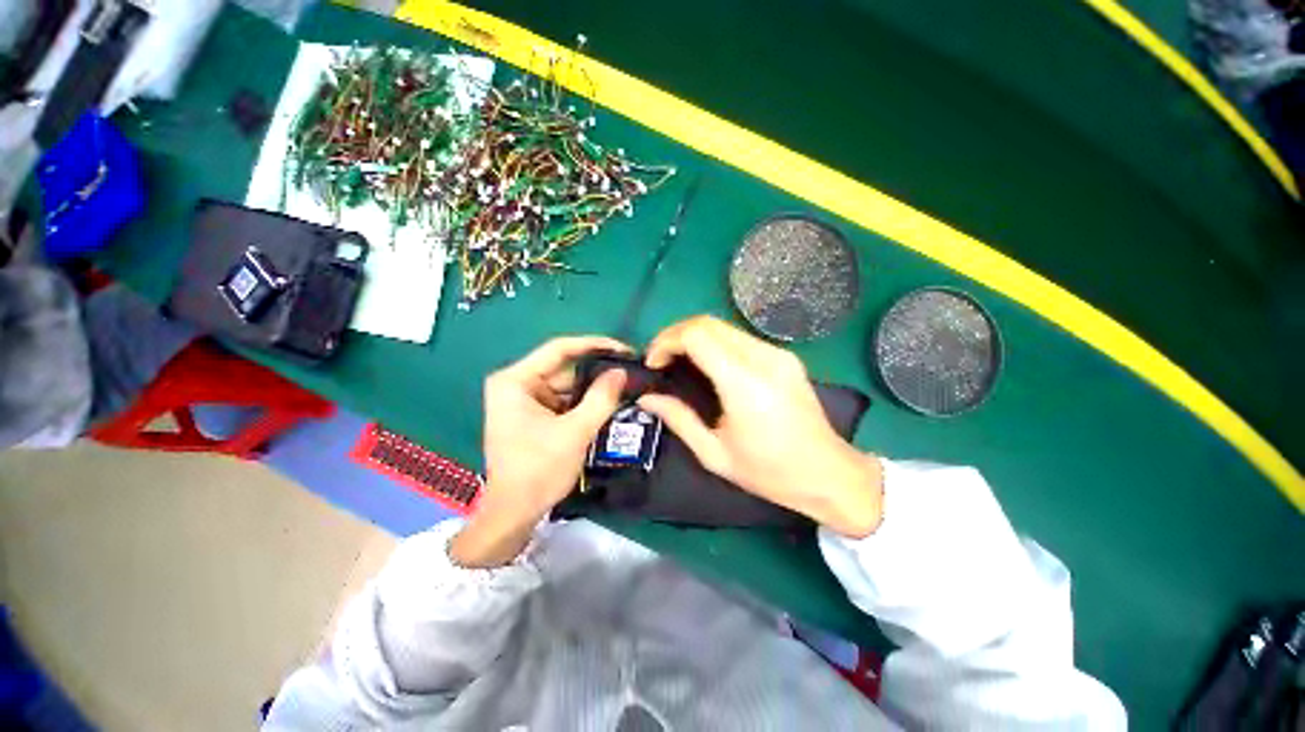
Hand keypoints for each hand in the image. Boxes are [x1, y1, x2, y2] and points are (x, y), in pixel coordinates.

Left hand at [451, 336, 629, 567]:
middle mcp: (517, 383)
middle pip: (564, 368)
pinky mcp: (535, 413)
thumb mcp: (575, 432)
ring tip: (625, 386)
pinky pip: (565, 399)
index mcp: (515, 381)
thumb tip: (622, 371)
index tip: (623, 348)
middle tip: (630, 372)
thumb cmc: (538, 471)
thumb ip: (601, 398)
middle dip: (597, 372)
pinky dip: (585, 402)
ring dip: (594, 389)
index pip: (559, 349)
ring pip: (568, 385)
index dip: (594, 344)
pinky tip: (608, 402)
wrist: (515, 513)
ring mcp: (526, 399)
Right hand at [638, 316, 882, 536]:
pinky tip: (708, 364)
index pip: (697, 335)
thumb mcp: (715, 454)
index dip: (667, 341)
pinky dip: (714, 342)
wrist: (829, 473)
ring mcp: (778, 353)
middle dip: (675, 334)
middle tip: (660, 359)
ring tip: (678, 361)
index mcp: (744, 383)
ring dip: (694, 336)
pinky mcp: (785, 356)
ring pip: (723, 326)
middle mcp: (763, 358)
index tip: (653, 363)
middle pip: (708, 322)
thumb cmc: (770, 472)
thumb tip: (647, 398)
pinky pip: (740, 337)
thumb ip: (678, 419)